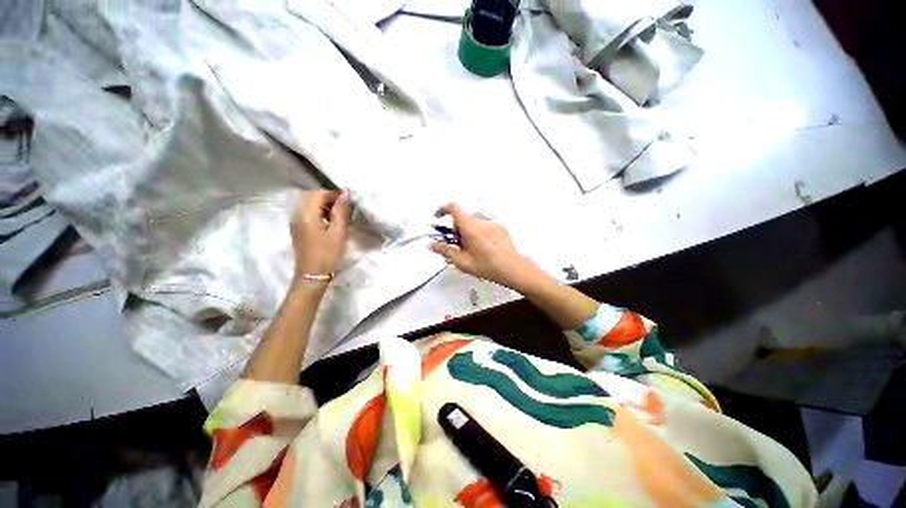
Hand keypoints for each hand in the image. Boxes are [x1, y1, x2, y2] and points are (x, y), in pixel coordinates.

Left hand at [291, 190, 349, 280]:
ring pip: (310, 206)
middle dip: (329, 199)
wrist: (312, 276)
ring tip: (340, 216)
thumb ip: (341, 211)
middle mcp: (297, 215)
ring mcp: (296, 223)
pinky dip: (320, 214)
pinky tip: (330, 224)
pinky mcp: (298, 230)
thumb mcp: (339, 232)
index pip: (318, 194)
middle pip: (312, 198)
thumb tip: (345, 193)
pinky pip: (308, 214)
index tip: (348, 201)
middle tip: (345, 208)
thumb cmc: (328, 254)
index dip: (333, 194)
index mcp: (306, 215)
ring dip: (325, 207)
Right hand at [430, 203, 539, 288]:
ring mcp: (492, 224)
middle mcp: (481, 222)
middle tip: (459, 246)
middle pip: (463, 219)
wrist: (512, 268)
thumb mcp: (462, 262)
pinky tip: (485, 248)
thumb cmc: (488, 266)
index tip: (438, 216)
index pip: (454, 208)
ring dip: (468, 232)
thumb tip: (432, 245)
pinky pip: (484, 226)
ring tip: (474, 250)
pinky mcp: (500, 227)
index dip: (443, 209)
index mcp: (470, 228)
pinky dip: (480, 233)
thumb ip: (446, 251)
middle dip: (457, 230)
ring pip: (473, 223)